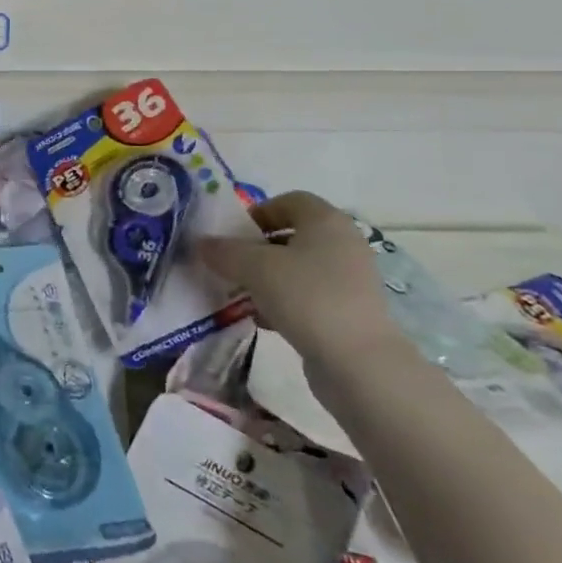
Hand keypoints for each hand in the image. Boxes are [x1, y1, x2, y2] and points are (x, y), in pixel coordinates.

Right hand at [191, 191, 405, 371]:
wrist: (359, 362)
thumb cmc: (307, 297)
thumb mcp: (254, 267)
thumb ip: (224, 251)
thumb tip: (202, 243)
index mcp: (326, 221)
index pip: (289, 200)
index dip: (258, 212)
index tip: (233, 234)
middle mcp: (343, 243)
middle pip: (292, 235)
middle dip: (257, 248)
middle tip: (231, 265)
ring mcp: (350, 279)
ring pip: (298, 268)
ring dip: (267, 277)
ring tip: (242, 294)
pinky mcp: (350, 310)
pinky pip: (309, 295)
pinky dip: (284, 301)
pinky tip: (264, 320)